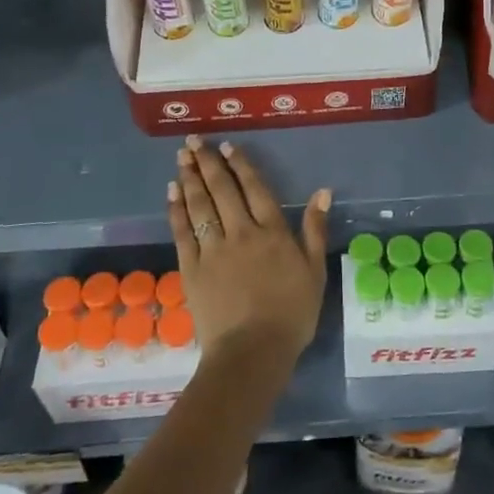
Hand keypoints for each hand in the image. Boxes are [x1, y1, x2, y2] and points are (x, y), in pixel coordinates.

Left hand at [168, 136, 328, 379]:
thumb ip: (315, 230)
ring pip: (200, 205)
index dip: (240, 165)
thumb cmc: (291, 315)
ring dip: (190, 178)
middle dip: (208, 163)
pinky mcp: (192, 269)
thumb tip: (322, 192)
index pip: (254, 189)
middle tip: (193, 141)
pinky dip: (177, 209)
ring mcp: (213, 249)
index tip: (227, 146)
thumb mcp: (315, 272)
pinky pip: (182, 232)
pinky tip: (172, 192)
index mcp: (273, 232)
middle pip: (222, 190)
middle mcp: (241, 232)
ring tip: (182, 157)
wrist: (252, 352)